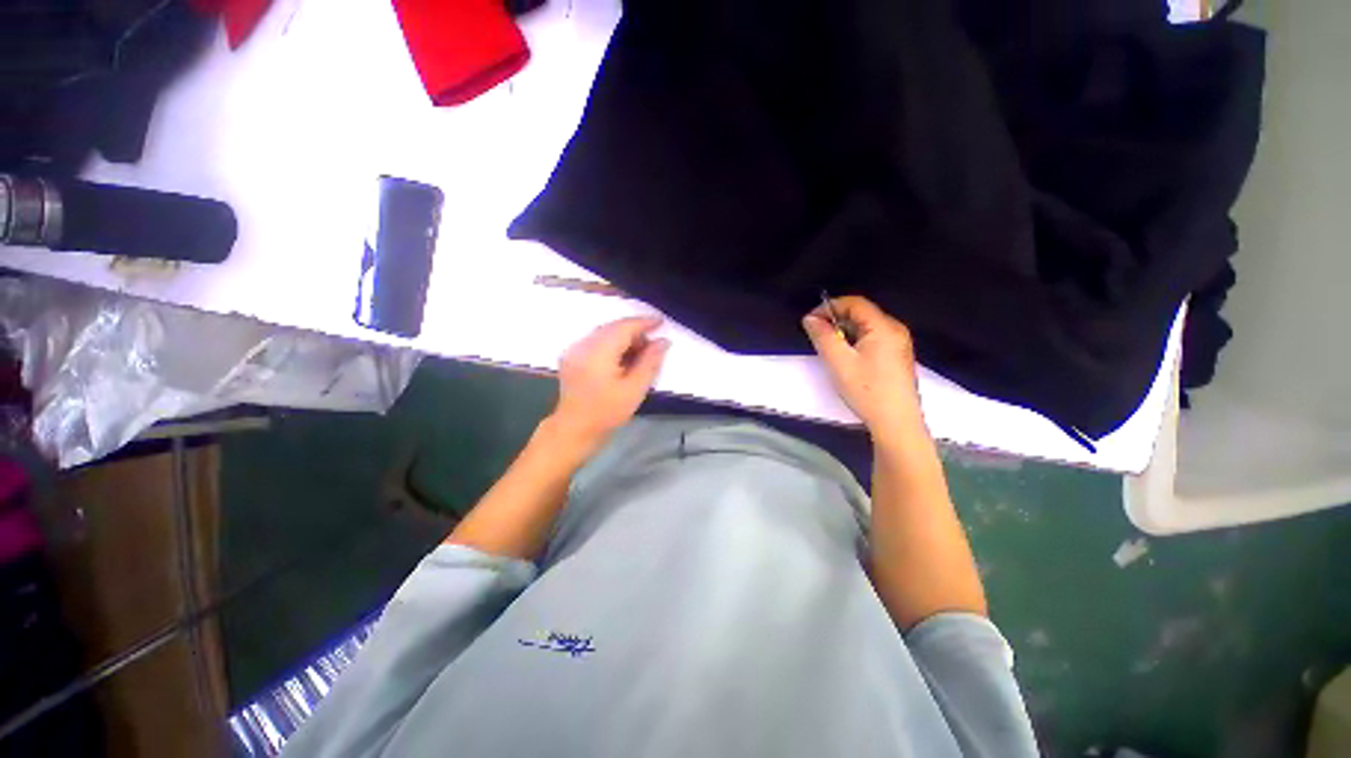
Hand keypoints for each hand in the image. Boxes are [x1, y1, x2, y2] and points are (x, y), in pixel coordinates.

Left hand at [548, 315, 669, 454]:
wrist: (574, 430)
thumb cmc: (607, 413)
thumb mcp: (634, 389)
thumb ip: (650, 362)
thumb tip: (663, 341)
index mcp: (598, 352)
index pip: (624, 327)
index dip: (644, 322)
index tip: (661, 322)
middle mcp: (583, 344)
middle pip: (613, 327)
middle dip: (635, 332)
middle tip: (653, 345)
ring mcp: (574, 350)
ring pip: (604, 333)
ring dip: (624, 338)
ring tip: (640, 354)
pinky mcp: (572, 357)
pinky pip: (596, 341)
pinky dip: (612, 344)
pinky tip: (622, 359)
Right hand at [802, 296, 927, 446]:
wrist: (896, 422)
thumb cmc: (866, 390)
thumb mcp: (838, 362)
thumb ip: (823, 336)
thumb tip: (810, 318)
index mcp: (884, 327)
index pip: (855, 303)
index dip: (830, 307)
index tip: (810, 321)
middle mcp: (895, 330)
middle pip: (862, 314)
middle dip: (836, 320)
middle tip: (817, 335)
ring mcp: (899, 344)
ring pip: (867, 328)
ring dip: (845, 332)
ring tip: (828, 347)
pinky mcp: (897, 358)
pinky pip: (873, 339)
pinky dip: (856, 342)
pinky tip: (846, 358)